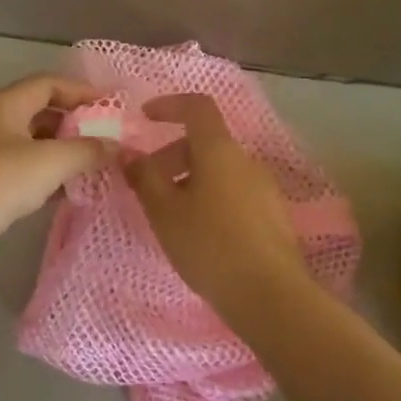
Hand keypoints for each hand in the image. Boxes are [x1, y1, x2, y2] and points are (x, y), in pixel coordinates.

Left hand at [0, 74, 114, 289]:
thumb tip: (116, 146)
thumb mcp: (50, 161)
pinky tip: (66, 194)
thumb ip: (87, 151)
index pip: (48, 83)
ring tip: (93, 168)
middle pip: (39, 113)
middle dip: (73, 124)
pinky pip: (20, 174)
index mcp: (4, 105)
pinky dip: (45, 179)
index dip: (81, 91)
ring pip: (30, 146)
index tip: (113, 106)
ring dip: (61, 154)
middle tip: (107, 140)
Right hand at [124, 94, 312, 323]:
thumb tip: (128, 152)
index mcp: (219, 150)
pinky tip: (198, 233)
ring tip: (169, 215)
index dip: (169, 105)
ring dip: (189, 179)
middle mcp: (246, 160)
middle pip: (205, 142)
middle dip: (172, 154)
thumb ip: (144, 177)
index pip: (197, 107)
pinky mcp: (272, 215)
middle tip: (147, 185)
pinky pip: (233, 192)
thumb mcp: (164, 211)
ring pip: (219, 170)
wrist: (269, 295)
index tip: (145, 117)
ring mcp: (264, 188)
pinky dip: (209, 197)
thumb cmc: (209, 245)